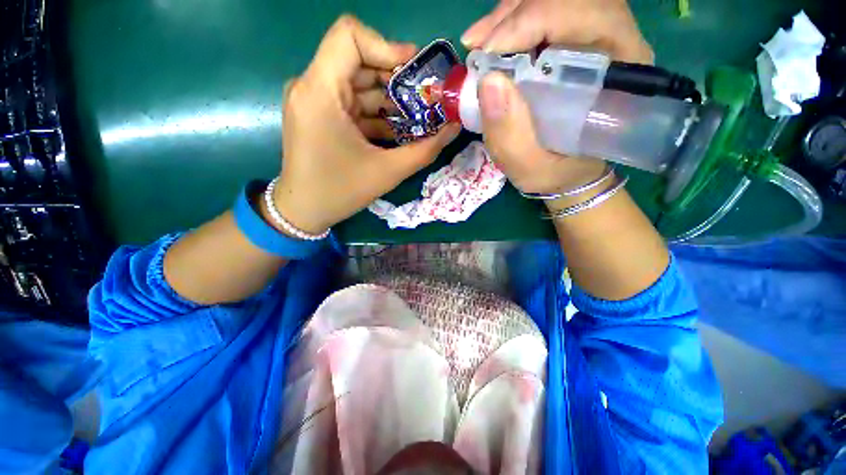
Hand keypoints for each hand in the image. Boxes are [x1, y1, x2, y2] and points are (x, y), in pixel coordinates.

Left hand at [274, 16, 459, 234]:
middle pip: (359, 61)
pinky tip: (398, 131)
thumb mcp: (387, 172)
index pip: (350, 36)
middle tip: (426, 101)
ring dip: (390, 100)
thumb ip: (425, 149)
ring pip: (359, 84)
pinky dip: (377, 114)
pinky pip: (353, 103)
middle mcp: (312, 87)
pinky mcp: (320, 114)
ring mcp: (314, 100)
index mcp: (320, 92)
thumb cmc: (340, 192)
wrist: (303, 211)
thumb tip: (455, 127)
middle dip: (397, 79)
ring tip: (417, 120)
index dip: (387, 46)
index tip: (414, 72)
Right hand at [466, 0, 651, 206]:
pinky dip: (510, 21)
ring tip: (478, 42)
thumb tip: (488, 81)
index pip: (592, 18)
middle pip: (571, 1)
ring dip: (510, 15)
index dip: (538, 20)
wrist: (564, 170)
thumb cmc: (555, 172)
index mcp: (619, 77)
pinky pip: (543, 15)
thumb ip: (510, 135)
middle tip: (478, 43)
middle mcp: (613, 47)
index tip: (492, 52)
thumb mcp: (529, 167)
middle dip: (518, 14)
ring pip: (555, 2)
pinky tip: (489, 41)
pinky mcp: (570, 44)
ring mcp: (591, 41)